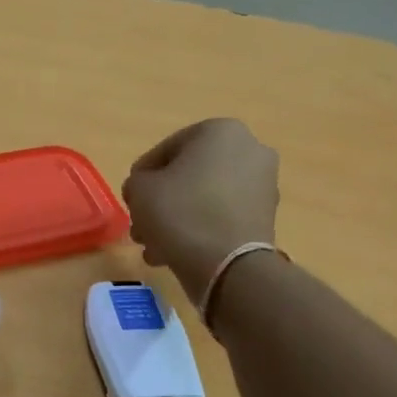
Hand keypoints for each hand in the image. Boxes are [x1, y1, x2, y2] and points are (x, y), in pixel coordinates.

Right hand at [122, 119, 279, 300]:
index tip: (130, 199)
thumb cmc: (180, 213)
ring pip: (204, 198)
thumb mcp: (139, 190)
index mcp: (220, 131)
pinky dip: (200, 230)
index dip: (142, 176)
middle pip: (188, 175)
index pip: (166, 149)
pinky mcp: (266, 217)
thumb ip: (136, 181)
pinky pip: (222, 216)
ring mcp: (263, 184)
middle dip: (162, 201)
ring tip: (154, 246)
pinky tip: (176, 253)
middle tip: (141, 225)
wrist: (228, 265)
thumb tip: (146, 189)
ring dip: (177, 218)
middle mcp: (249, 149)